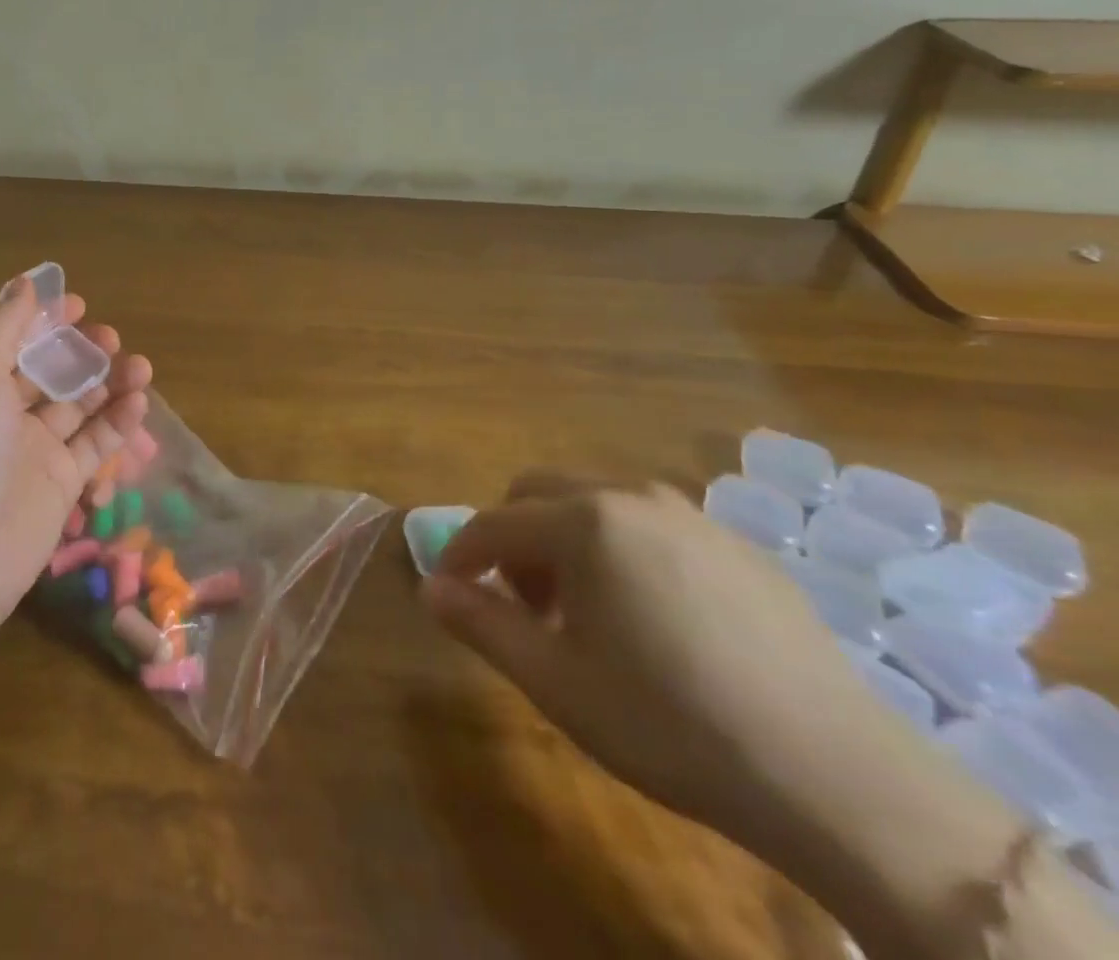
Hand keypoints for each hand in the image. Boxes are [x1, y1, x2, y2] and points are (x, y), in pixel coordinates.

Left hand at [0, 275, 152, 633]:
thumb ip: (2, 328)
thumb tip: (25, 283)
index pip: (17, 343)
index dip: (46, 323)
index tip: (79, 306)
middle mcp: (5, 414)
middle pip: (54, 373)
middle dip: (84, 353)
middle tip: (113, 340)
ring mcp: (36, 450)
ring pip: (81, 406)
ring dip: (111, 384)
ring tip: (142, 369)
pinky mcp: (62, 483)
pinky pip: (95, 444)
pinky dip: (118, 422)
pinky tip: (138, 404)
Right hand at [421, 476, 898, 844]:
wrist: (838, 777)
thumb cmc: (671, 723)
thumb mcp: (555, 681)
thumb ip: (480, 623)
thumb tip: (431, 588)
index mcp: (584, 521)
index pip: (494, 522)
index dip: (461, 554)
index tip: (450, 590)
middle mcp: (632, 498)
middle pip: (539, 493)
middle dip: (513, 539)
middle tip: (522, 603)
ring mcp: (692, 516)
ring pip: (596, 504)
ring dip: (566, 541)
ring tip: (584, 611)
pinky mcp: (739, 546)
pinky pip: (651, 526)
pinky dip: (621, 550)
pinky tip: (652, 619)